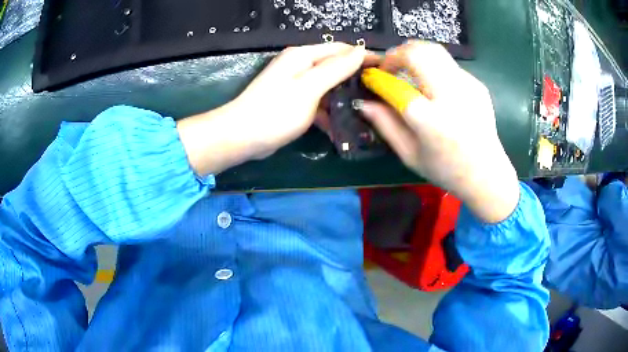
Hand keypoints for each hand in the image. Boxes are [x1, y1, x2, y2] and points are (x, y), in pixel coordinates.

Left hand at [177, 43, 365, 175]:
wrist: (242, 137)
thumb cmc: (276, 111)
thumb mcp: (310, 87)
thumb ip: (336, 68)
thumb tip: (360, 49)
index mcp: (303, 56)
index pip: (341, 50)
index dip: (364, 57)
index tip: (386, 69)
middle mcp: (300, 65)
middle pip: (335, 67)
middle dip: (356, 78)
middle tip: (379, 93)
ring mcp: (297, 84)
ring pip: (329, 86)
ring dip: (345, 97)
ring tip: (368, 110)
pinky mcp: (294, 102)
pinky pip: (318, 102)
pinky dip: (330, 112)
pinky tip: (344, 126)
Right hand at [361, 41, 519, 222]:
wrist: (486, 173)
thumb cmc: (446, 169)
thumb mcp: (409, 155)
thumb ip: (385, 126)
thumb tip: (363, 102)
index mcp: (431, 121)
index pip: (396, 86)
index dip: (378, 78)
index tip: (372, 79)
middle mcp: (451, 97)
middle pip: (418, 53)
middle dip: (396, 54)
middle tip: (390, 67)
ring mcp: (467, 87)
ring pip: (434, 50)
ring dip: (414, 53)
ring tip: (408, 69)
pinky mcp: (477, 84)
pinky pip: (449, 64)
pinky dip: (434, 67)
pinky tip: (435, 86)